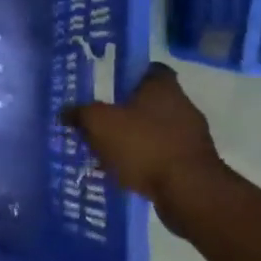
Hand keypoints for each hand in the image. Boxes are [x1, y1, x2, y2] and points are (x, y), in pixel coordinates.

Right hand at [66, 63, 221, 206]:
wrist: (188, 192)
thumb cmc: (143, 145)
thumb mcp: (99, 123)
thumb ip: (81, 113)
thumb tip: (66, 111)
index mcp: (162, 87)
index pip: (149, 68)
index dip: (129, 74)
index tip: (109, 85)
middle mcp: (182, 106)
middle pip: (150, 102)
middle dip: (126, 111)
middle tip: (99, 120)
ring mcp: (192, 136)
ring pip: (156, 130)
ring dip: (135, 138)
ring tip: (107, 150)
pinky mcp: (194, 164)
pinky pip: (162, 155)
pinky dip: (145, 161)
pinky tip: (125, 172)